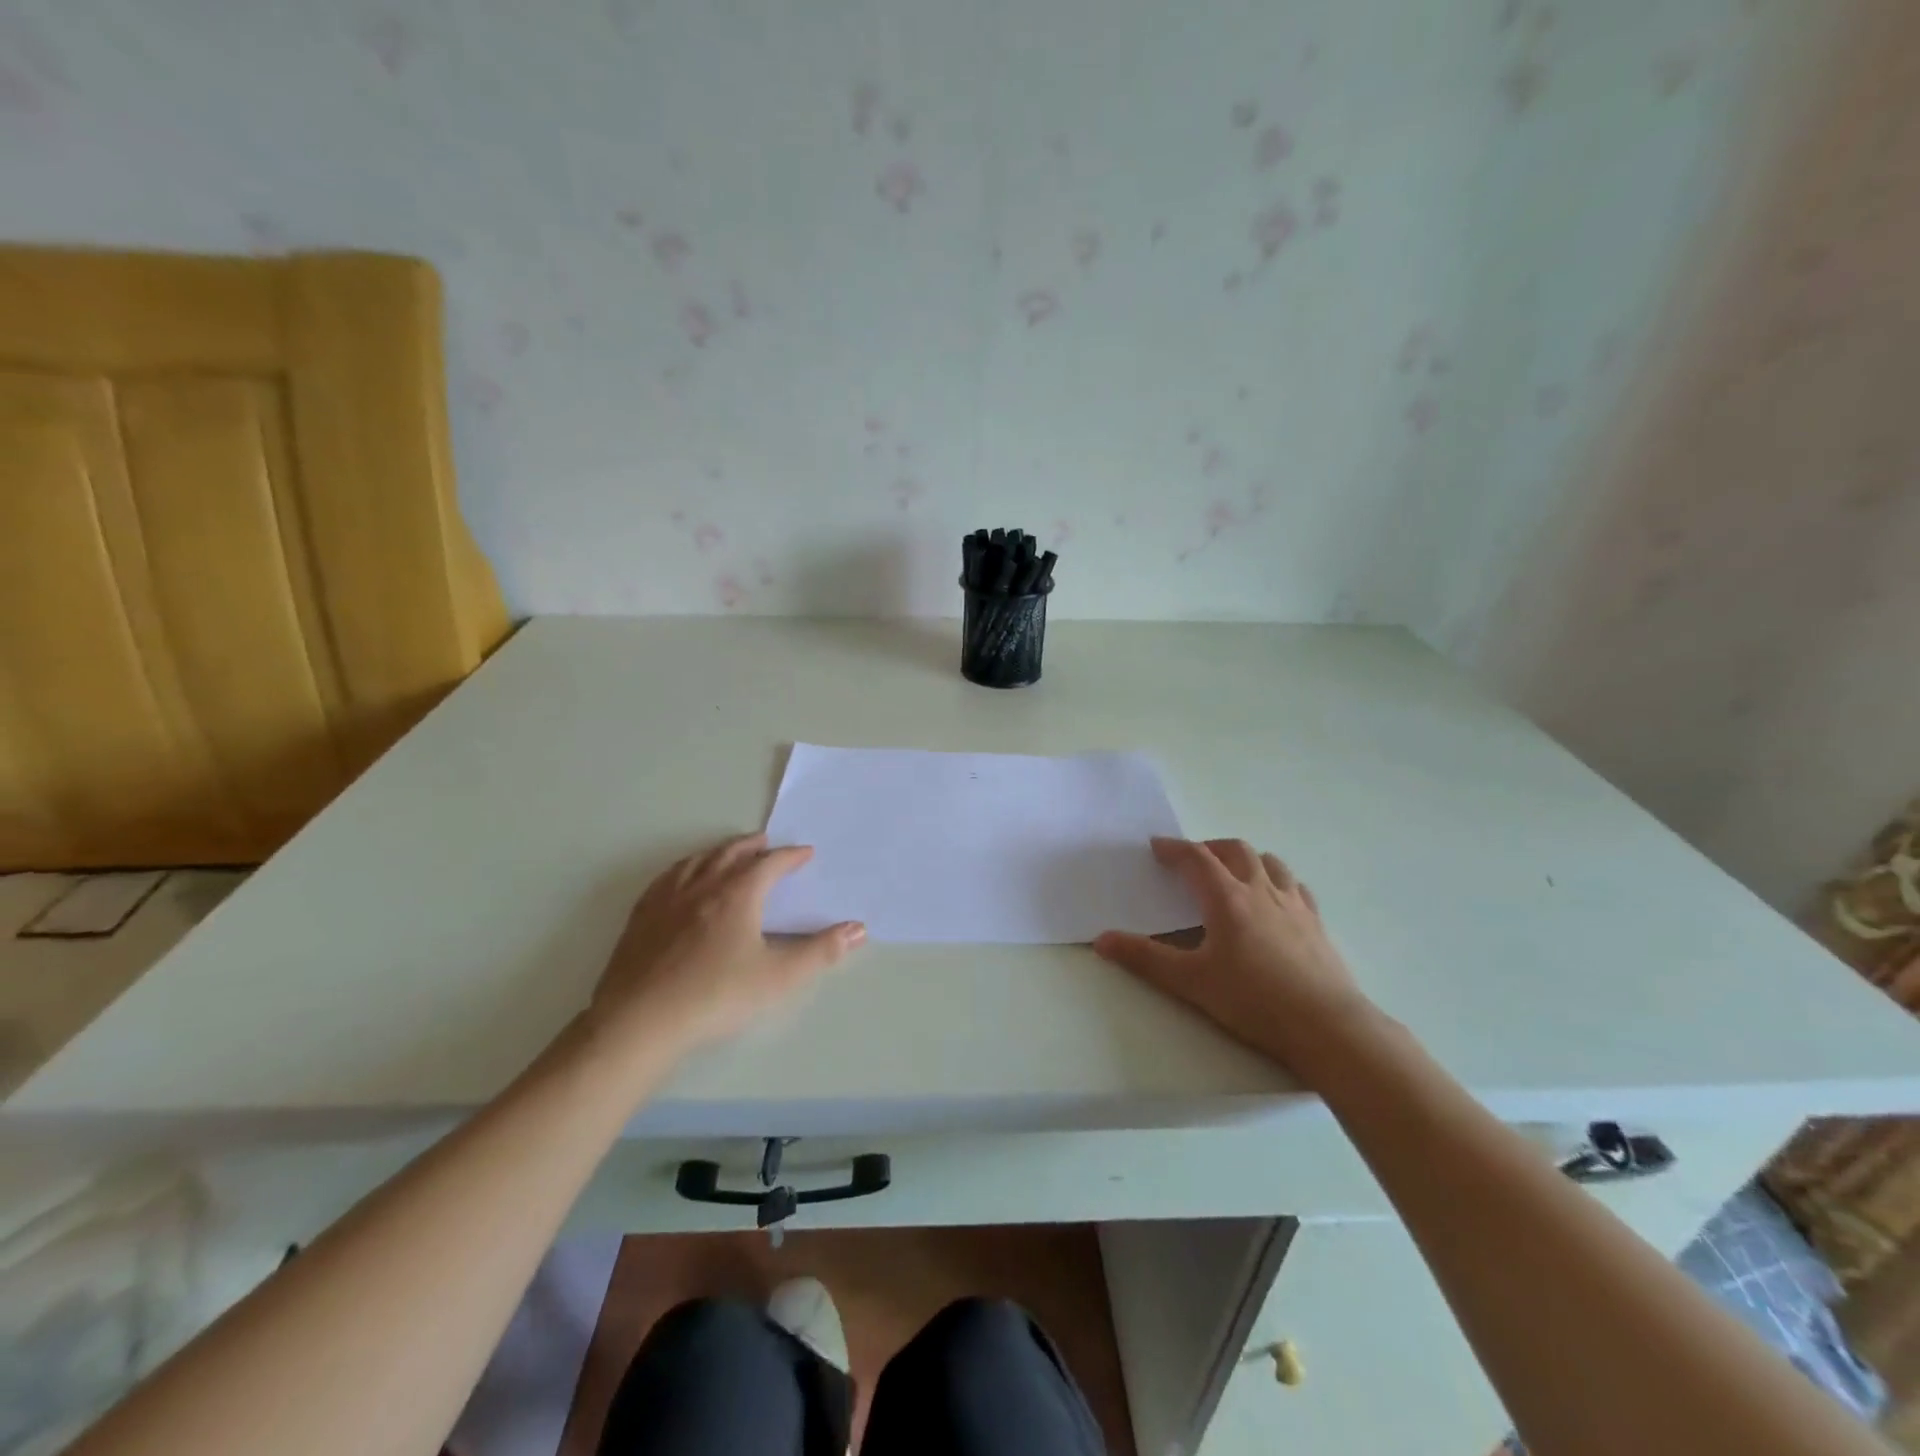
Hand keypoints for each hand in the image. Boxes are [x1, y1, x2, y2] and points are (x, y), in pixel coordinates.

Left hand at [586, 833, 864, 1057]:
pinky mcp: (640, 918)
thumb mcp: (779, 977)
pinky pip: (666, 878)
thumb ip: (821, 952)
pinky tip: (681, 879)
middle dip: (752, 846)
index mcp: (737, 894)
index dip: (790, 856)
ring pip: (696, 861)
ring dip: (717, 852)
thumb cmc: (716, 996)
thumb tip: (859, 928)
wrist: (640, 1021)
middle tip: (765, 841)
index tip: (805, 854)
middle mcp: (702, 886)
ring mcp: (666, 900)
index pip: (770, 864)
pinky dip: (684, 868)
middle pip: (730, 854)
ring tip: (727, 853)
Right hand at [1093, 837, 1375, 1079]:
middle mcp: (1261, 890)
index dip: (1173, 848)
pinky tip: (1274, 898)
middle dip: (1208, 847)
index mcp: (1227, 898)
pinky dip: (1277, 880)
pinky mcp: (1316, 923)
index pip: (1195, 858)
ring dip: (1245, 858)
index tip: (1156, 847)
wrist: (1327, 1026)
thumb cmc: (1253, 1000)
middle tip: (1191, 860)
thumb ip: (1144, 959)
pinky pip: (1295, 886)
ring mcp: (1293, 904)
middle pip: (1234, 850)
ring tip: (1232, 871)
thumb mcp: (1191, 982)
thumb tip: (1101, 940)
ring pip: (1269, 862)